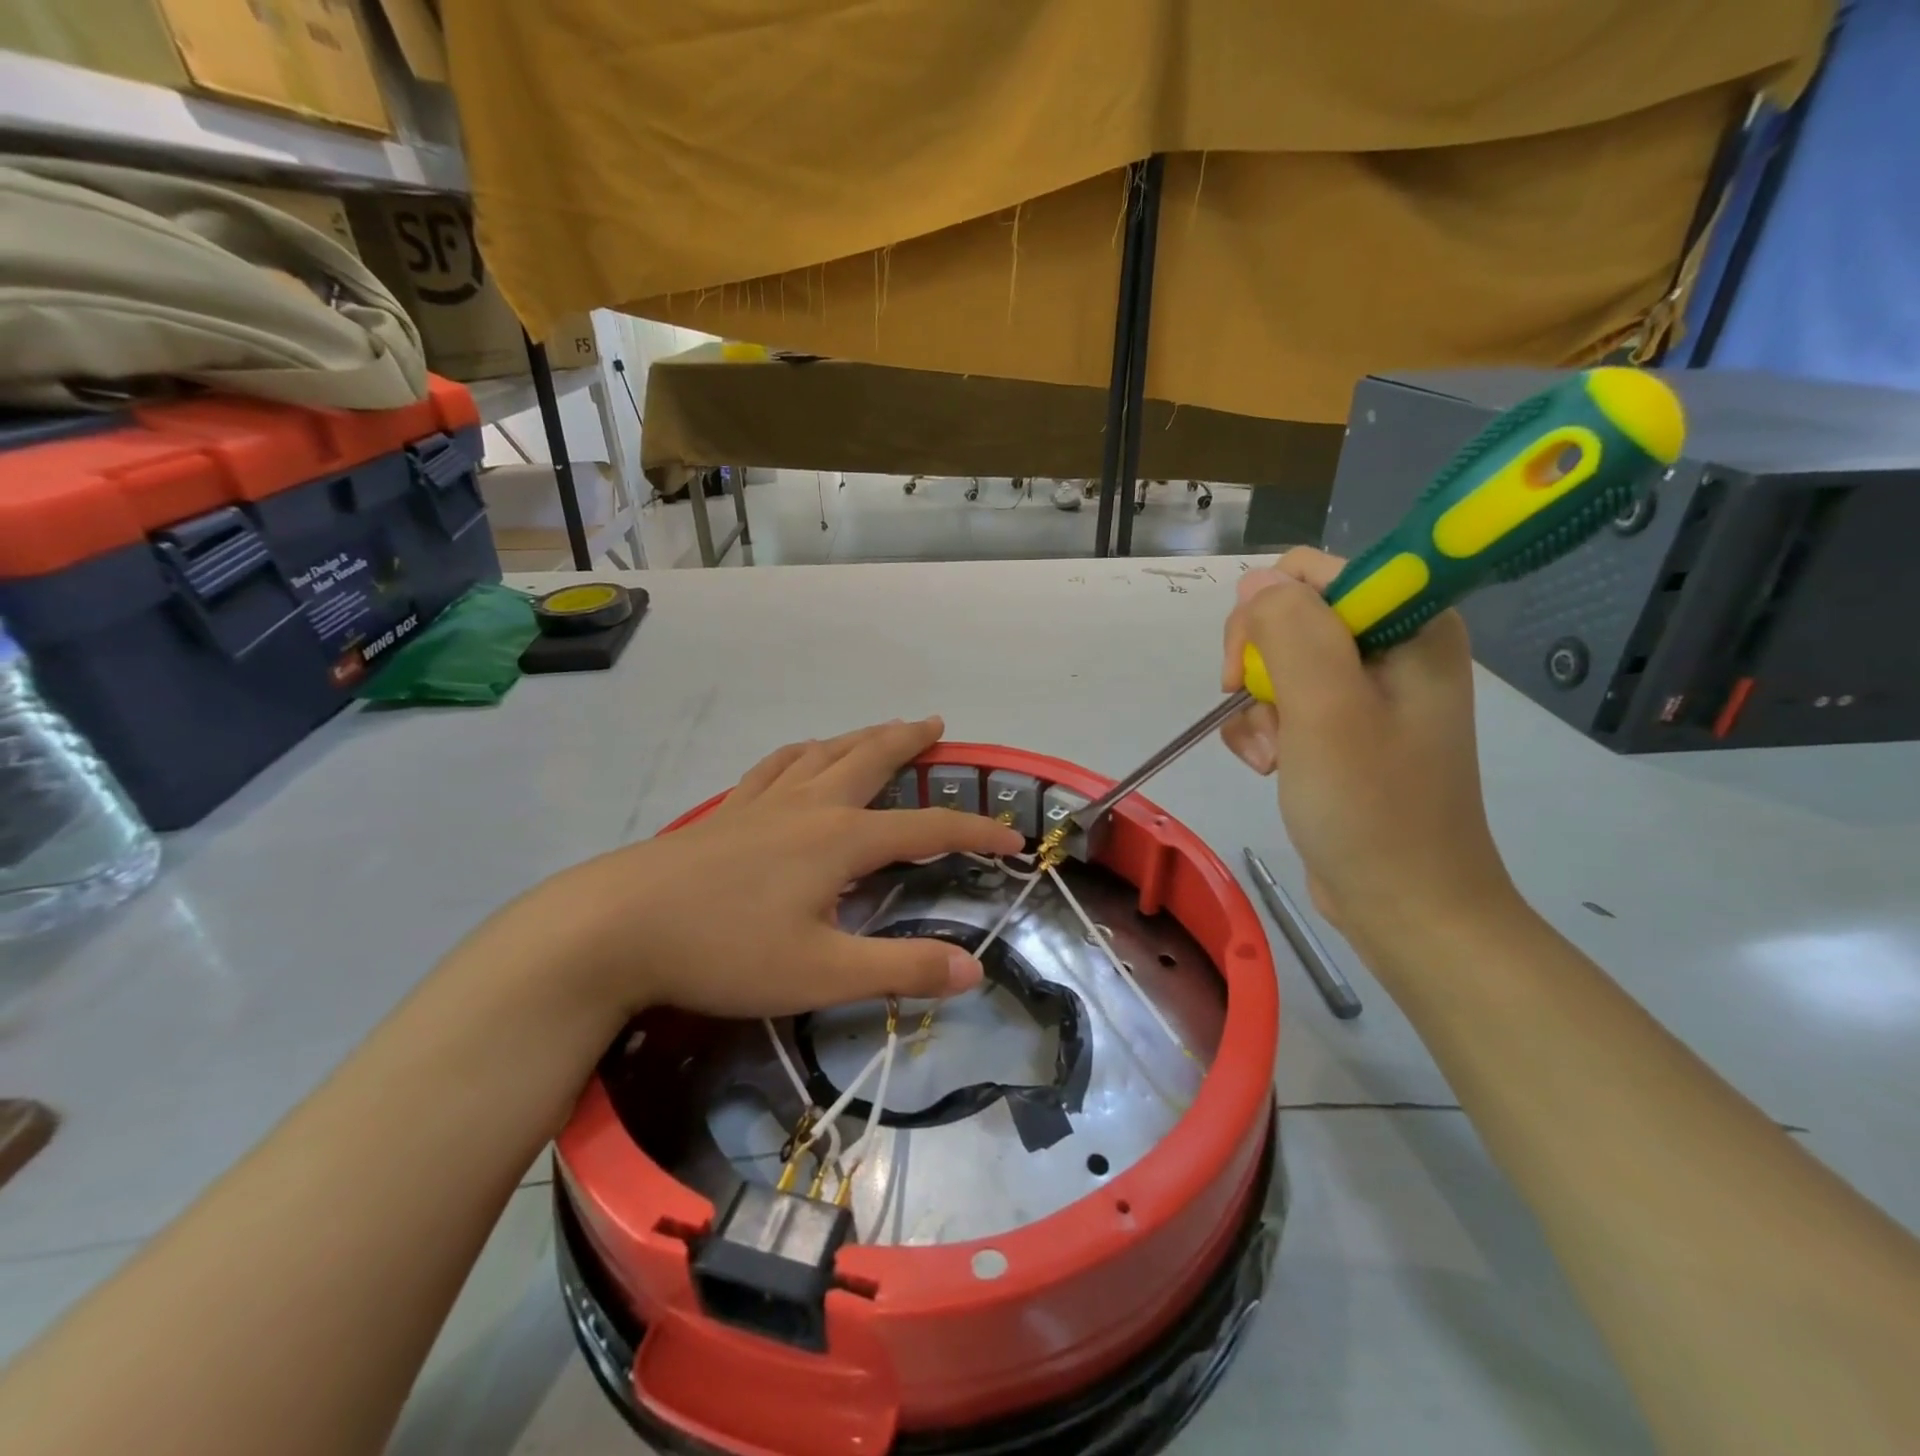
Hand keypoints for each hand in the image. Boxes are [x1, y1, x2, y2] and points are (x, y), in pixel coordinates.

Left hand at [519, 717, 1022, 1020]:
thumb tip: (972, 969)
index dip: (974, 832)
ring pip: (823, 754)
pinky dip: (802, 754)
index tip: (1012, 837)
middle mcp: (809, 807)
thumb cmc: (725, 952)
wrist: (616, 927)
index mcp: (840, 840)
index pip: (926, 830)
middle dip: (909, 742)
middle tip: (935, 726)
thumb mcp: (821, 973)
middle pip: (871, 760)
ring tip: (880, 731)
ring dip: (859, 738)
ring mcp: (763, 804)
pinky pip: (775, 768)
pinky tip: (799, 757)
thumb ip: (900, 969)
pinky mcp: (726, 812)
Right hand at [1221, 549, 1518, 947]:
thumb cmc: (1373, 808)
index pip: (1313, 573)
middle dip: (1259, 667)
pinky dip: (1262, 734)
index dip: (1270, 612)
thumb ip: (1289, 631)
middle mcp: (1392, 647)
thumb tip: (1254, 584)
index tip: (1254, 668)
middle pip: (1287, 617)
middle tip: (1259, 714)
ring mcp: (1367, 692)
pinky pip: (1281, 705)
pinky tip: (1269, 768)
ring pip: (1275, 665)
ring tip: (1269, 758)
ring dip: (1257, 710)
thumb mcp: (1325, 709)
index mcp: (1411, 624)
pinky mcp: (1343, 730)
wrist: (1405, 905)